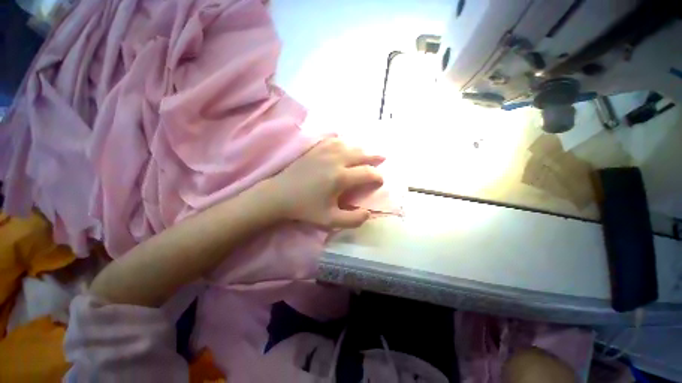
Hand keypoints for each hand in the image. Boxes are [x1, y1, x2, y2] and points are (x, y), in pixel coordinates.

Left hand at [268, 138, 383, 227]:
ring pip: (349, 145)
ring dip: (361, 149)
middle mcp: (336, 160)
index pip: (367, 173)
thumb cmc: (305, 208)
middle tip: (383, 159)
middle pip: (361, 154)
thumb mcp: (329, 220)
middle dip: (375, 157)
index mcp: (340, 177)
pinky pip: (334, 140)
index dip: (377, 177)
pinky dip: (344, 142)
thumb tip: (368, 213)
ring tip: (367, 153)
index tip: (380, 181)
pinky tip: (346, 144)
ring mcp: (325, 151)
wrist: (280, 195)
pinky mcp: (315, 149)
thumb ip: (352, 220)